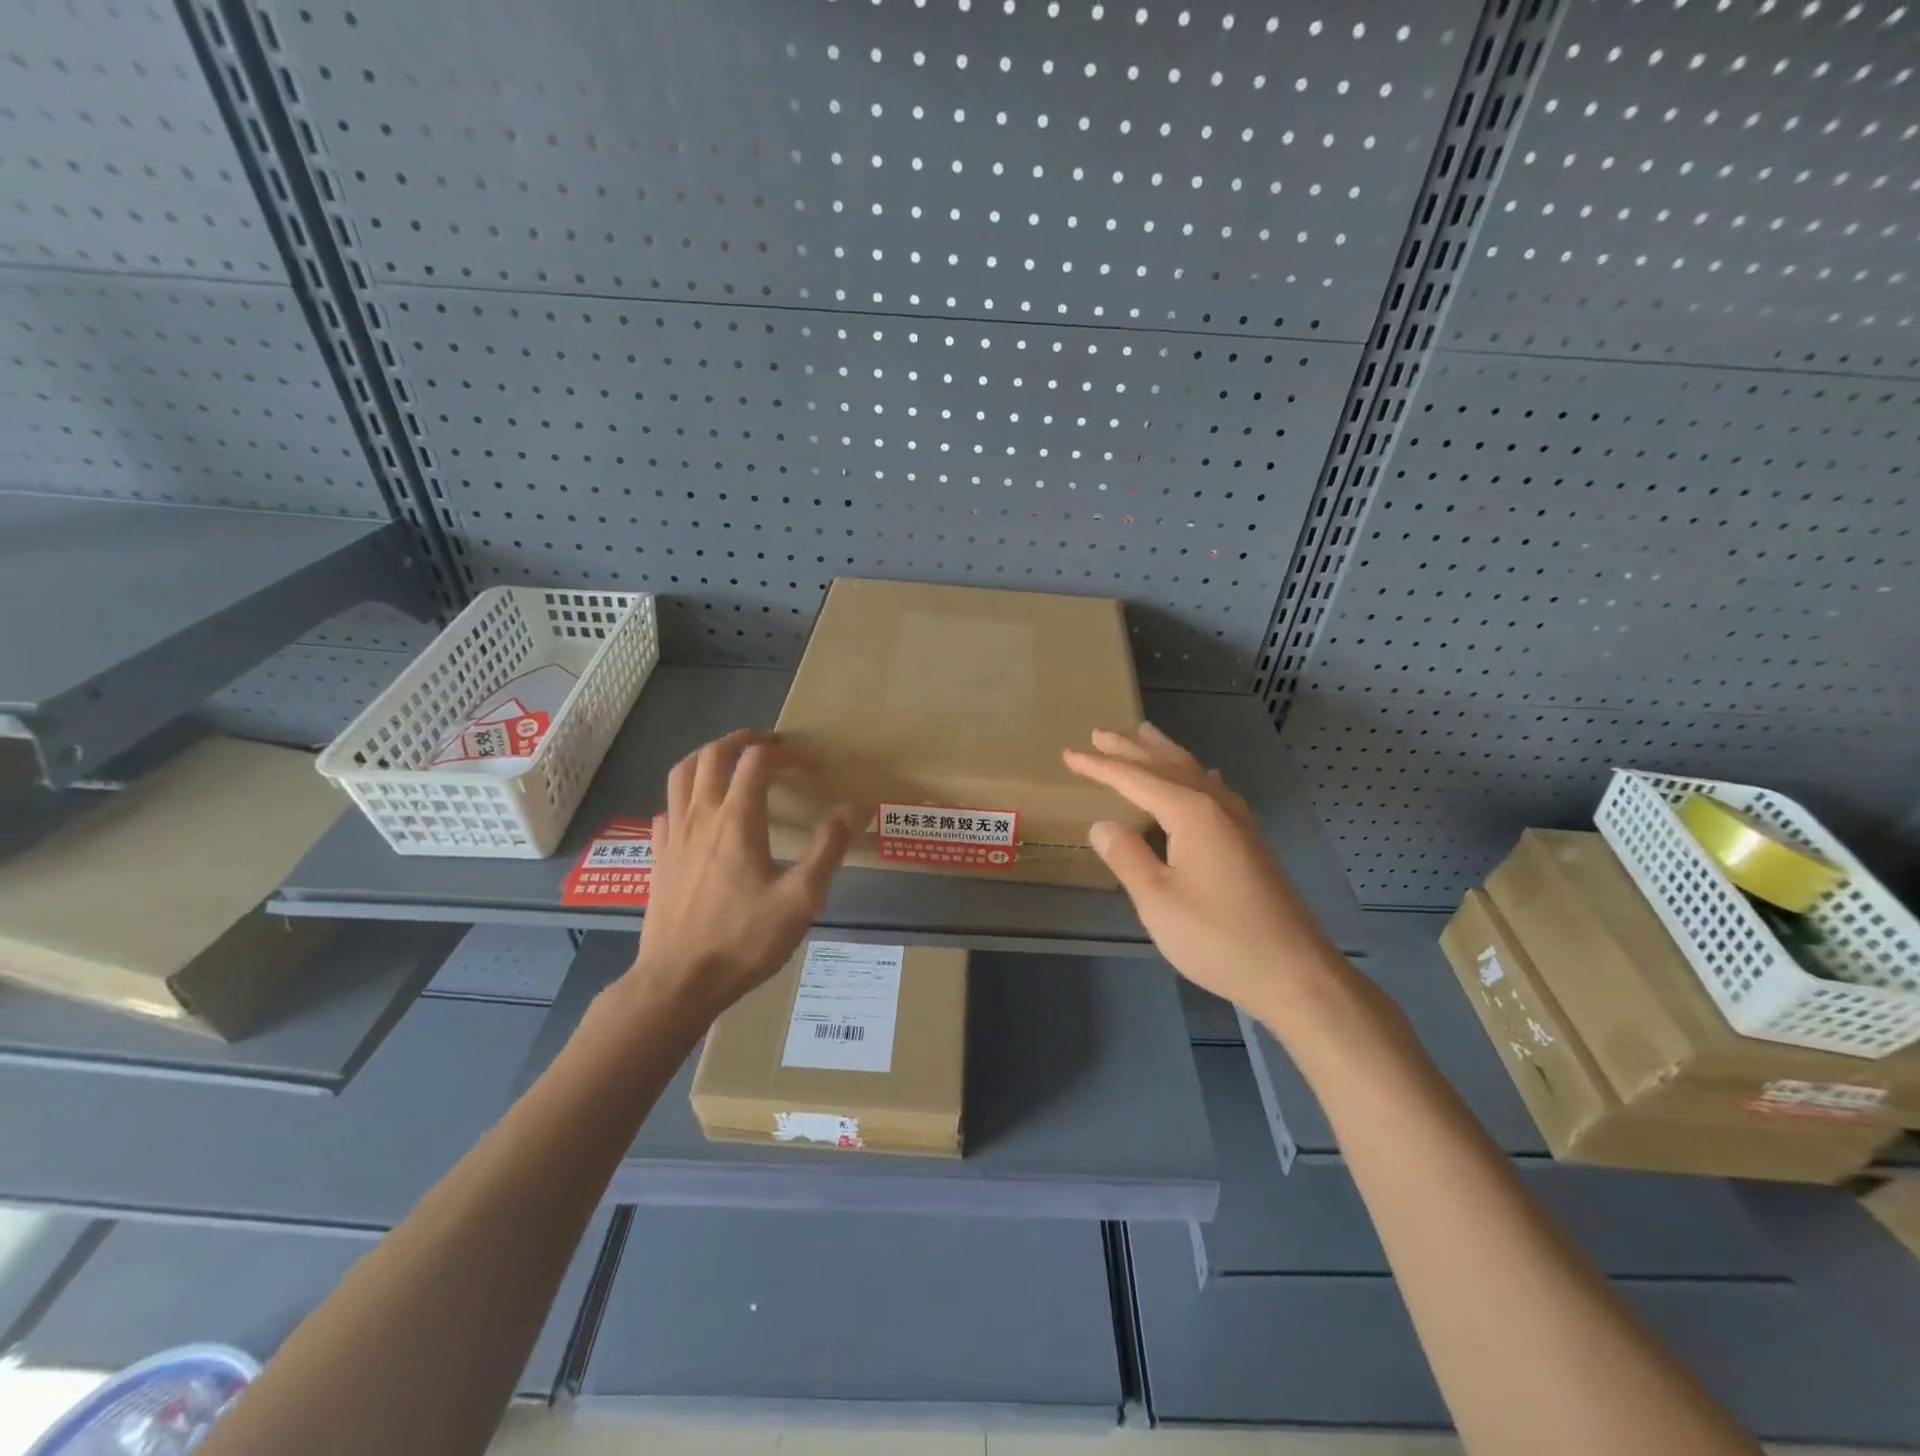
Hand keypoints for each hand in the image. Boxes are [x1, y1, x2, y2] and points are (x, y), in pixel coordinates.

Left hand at [624, 729, 854, 1023]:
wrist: (678, 982)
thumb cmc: (743, 940)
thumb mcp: (801, 899)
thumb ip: (827, 849)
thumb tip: (850, 808)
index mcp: (737, 820)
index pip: (758, 761)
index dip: (787, 754)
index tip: (811, 768)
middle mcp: (701, 816)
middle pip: (714, 754)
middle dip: (744, 741)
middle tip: (770, 746)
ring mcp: (673, 836)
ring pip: (681, 774)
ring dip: (709, 756)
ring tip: (731, 763)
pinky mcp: (658, 858)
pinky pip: (667, 809)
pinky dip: (685, 796)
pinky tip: (698, 813)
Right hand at [1063, 723, 1343, 1015]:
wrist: (1294, 972)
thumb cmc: (1218, 937)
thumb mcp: (1158, 900)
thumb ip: (1127, 857)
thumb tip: (1103, 825)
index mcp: (1191, 813)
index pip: (1135, 779)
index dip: (1100, 767)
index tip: (1069, 754)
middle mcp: (1217, 806)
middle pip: (1167, 765)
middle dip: (1131, 749)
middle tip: (1100, 733)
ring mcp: (1239, 822)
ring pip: (1195, 773)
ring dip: (1164, 754)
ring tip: (1144, 736)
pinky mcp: (1251, 841)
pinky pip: (1214, 790)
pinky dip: (1195, 775)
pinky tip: (1202, 779)